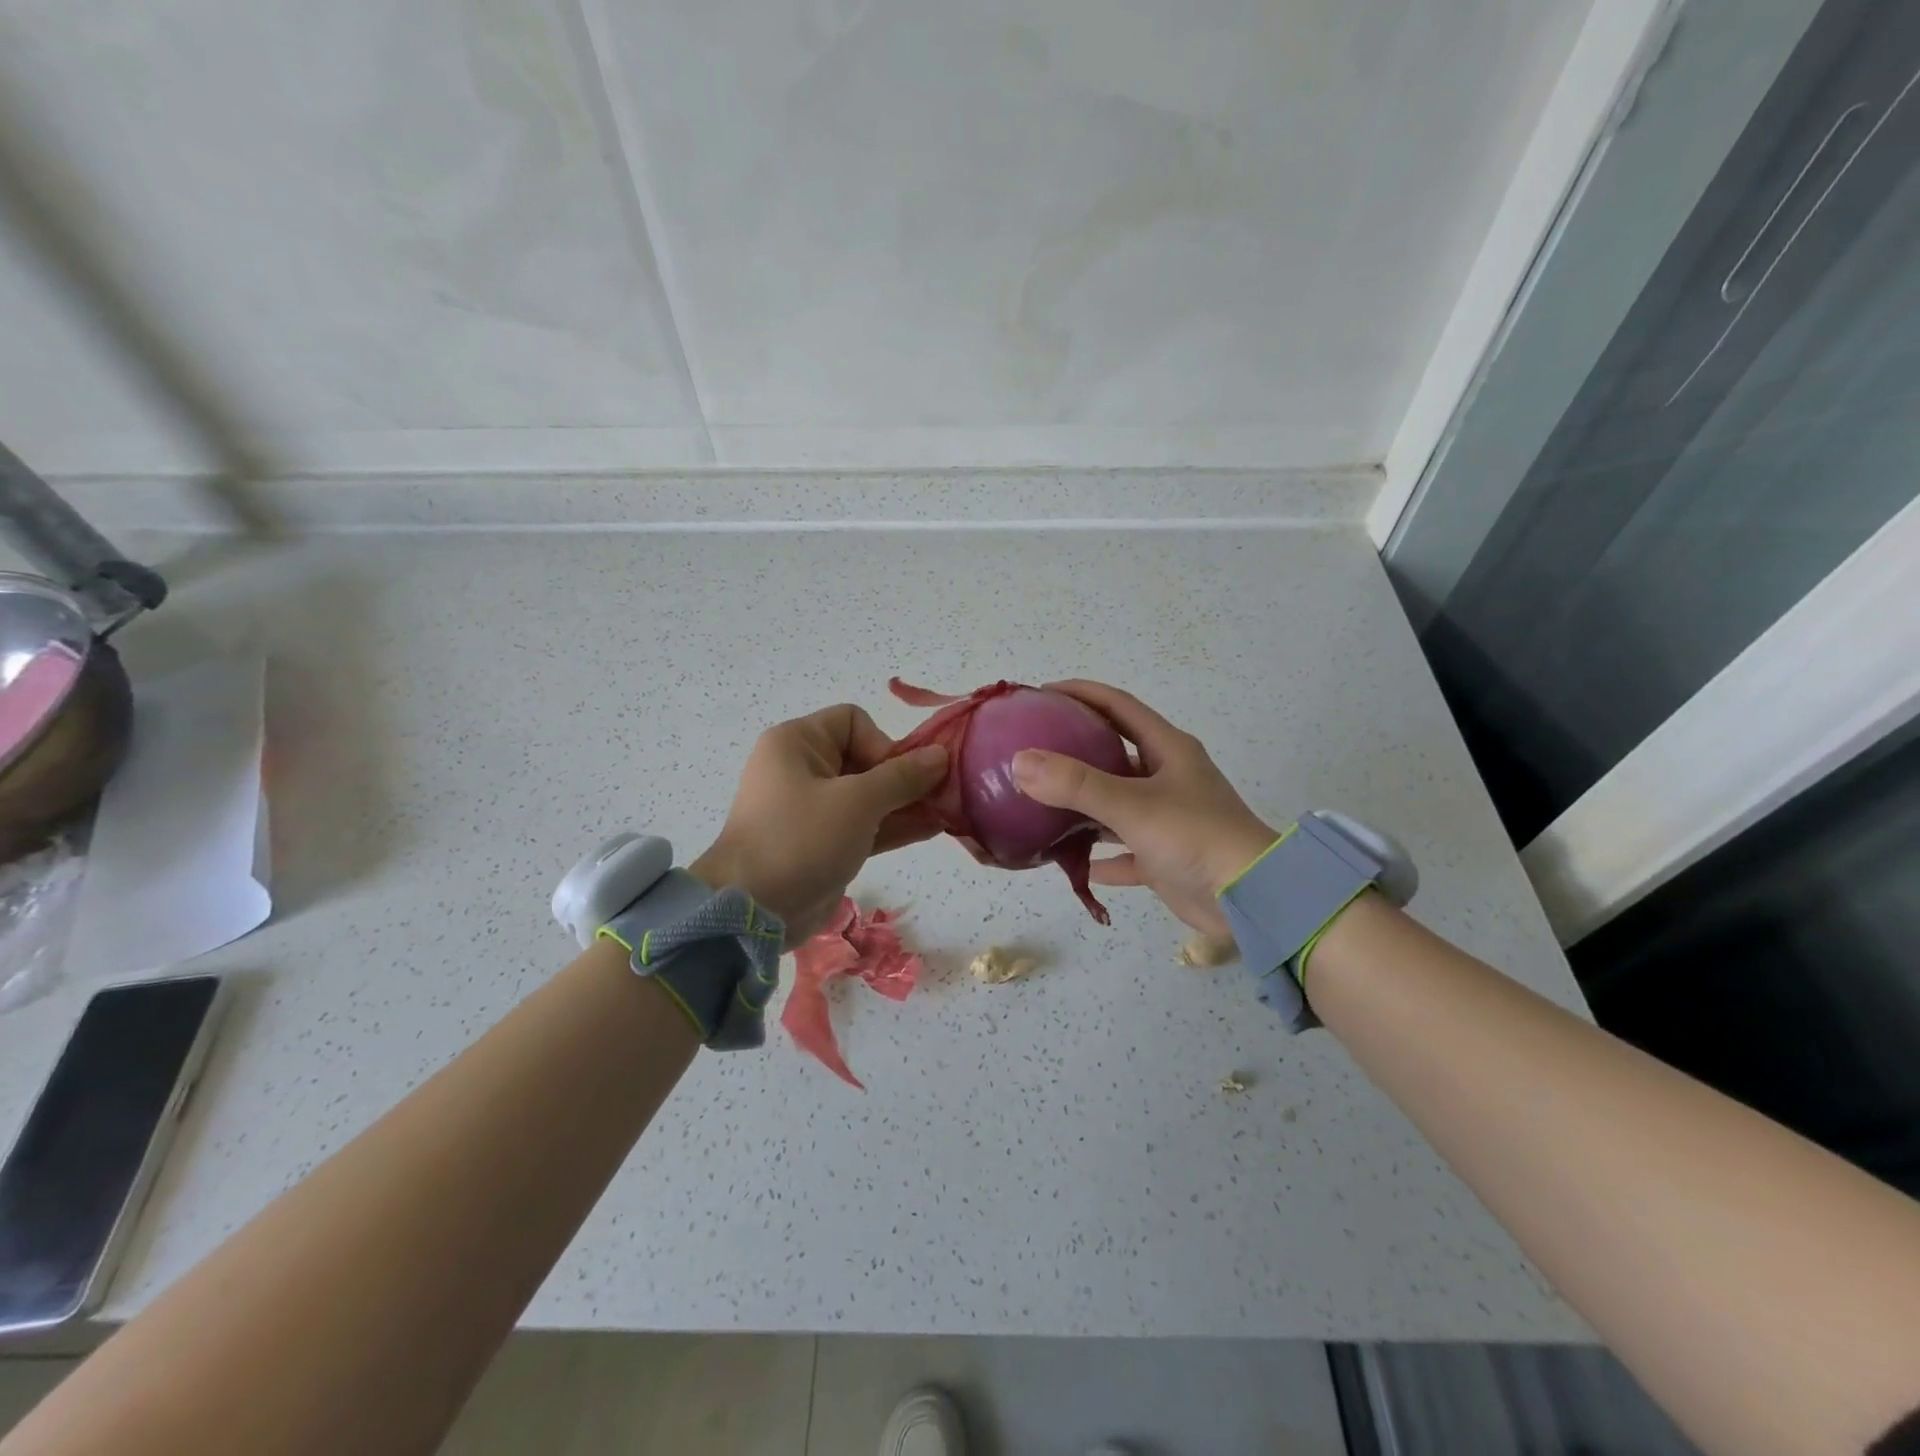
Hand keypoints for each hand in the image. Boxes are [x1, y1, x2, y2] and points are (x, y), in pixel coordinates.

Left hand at [690, 704, 947, 942]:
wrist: (754, 912)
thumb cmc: (802, 839)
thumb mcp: (858, 802)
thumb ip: (903, 777)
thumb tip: (941, 755)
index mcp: (797, 743)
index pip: (852, 721)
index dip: (881, 743)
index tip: (896, 777)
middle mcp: (803, 769)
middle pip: (865, 758)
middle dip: (904, 776)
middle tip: (940, 795)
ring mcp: (812, 809)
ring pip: (868, 795)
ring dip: (905, 802)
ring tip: (948, 811)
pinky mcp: (823, 843)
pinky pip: (864, 824)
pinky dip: (893, 825)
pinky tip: (933, 828)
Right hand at [1008, 680, 1276, 939]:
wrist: (1252, 899)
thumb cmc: (1196, 837)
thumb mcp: (1133, 805)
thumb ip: (1076, 783)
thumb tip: (1020, 761)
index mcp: (1168, 750)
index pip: (1119, 706)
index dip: (1082, 693)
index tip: (1042, 693)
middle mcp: (1168, 778)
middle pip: (1115, 752)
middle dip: (1076, 748)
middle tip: (1033, 748)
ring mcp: (1168, 818)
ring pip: (1116, 803)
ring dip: (1083, 804)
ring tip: (1041, 801)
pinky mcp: (1165, 857)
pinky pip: (1124, 851)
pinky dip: (1101, 856)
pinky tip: (1075, 862)